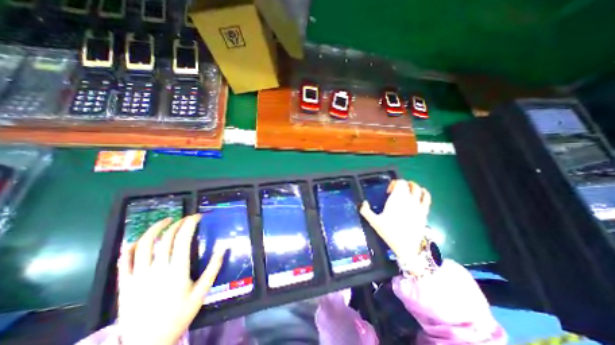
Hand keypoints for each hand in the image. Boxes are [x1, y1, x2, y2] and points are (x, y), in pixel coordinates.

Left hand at [117, 213, 226, 344]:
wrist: (146, 344)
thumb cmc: (179, 315)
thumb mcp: (202, 292)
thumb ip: (213, 268)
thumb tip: (224, 248)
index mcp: (177, 269)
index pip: (183, 238)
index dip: (190, 223)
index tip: (197, 217)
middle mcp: (157, 269)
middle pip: (166, 238)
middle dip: (177, 223)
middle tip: (186, 219)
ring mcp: (138, 276)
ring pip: (143, 245)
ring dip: (155, 228)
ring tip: (165, 221)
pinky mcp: (124, 284)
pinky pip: (123, 261)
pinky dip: (130, 247)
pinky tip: (138, 240)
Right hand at [359, 181, 428, 263]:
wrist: (407, 246)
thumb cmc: (389, 232)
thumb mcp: (374, 221)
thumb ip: (365, 211)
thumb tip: (363, 202)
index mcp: (396, 198)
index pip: (399, 182)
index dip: (394, 183)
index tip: (388, 192)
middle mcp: (409, 199)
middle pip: (409, 184)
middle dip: (402, 185)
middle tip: (396, 192)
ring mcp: (418, 205)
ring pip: (418, 189)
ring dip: (412, 187)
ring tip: (407, 192)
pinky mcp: (425, 212)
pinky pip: (427, 198)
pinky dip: (423, 193)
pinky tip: (420, 195)